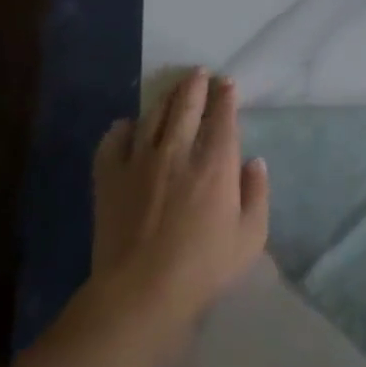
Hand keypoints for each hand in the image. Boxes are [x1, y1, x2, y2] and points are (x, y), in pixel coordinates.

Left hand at [87, 69, 269, 355]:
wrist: (139, 293)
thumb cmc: (204, 267)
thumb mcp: (251, 236)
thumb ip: (257, 194)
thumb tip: (253, 162)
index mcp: (216, 164)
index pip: (223, 118)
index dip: (226, 97)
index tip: (227, 83)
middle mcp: (178, 152)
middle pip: (186, 107)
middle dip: (195, 86)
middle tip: (199, 73)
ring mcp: (139, 163)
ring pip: (152, 117)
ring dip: (165, 98)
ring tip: (173, 89)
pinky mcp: (109, 179)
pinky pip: (112, 142)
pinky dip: (122, 128)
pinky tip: (128, 126)